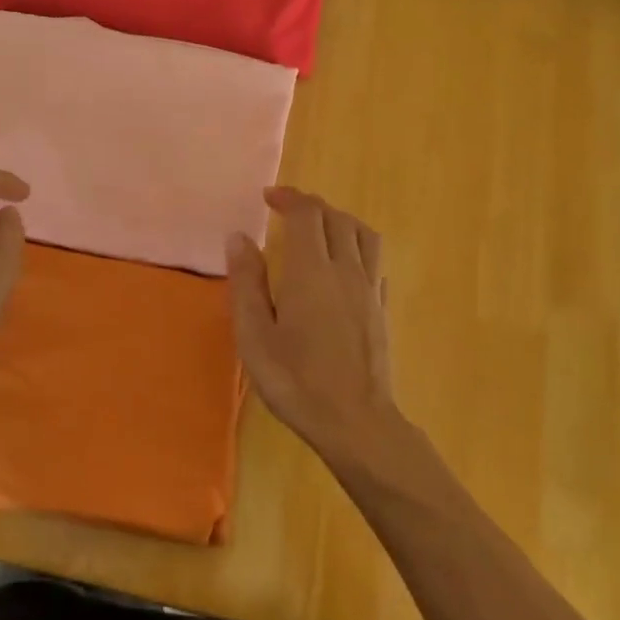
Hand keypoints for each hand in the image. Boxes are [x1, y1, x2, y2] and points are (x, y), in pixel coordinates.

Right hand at [226, 188, 399, 457]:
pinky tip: (343, 263)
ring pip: (362, 234)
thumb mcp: (255, 335)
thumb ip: (247, 282)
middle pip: (336, 218)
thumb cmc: (296, 380)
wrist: (356, 422)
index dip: (288, 198)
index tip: (268, 197)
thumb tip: (238, 237)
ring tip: (317, 227)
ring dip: (339, 220)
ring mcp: (369, 288)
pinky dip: (357, 245)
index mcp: (311, 271)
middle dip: (310, 205)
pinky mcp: (381, 308)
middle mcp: (345, 270)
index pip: (307, 214)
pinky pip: (374, 259)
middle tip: (285, 209)